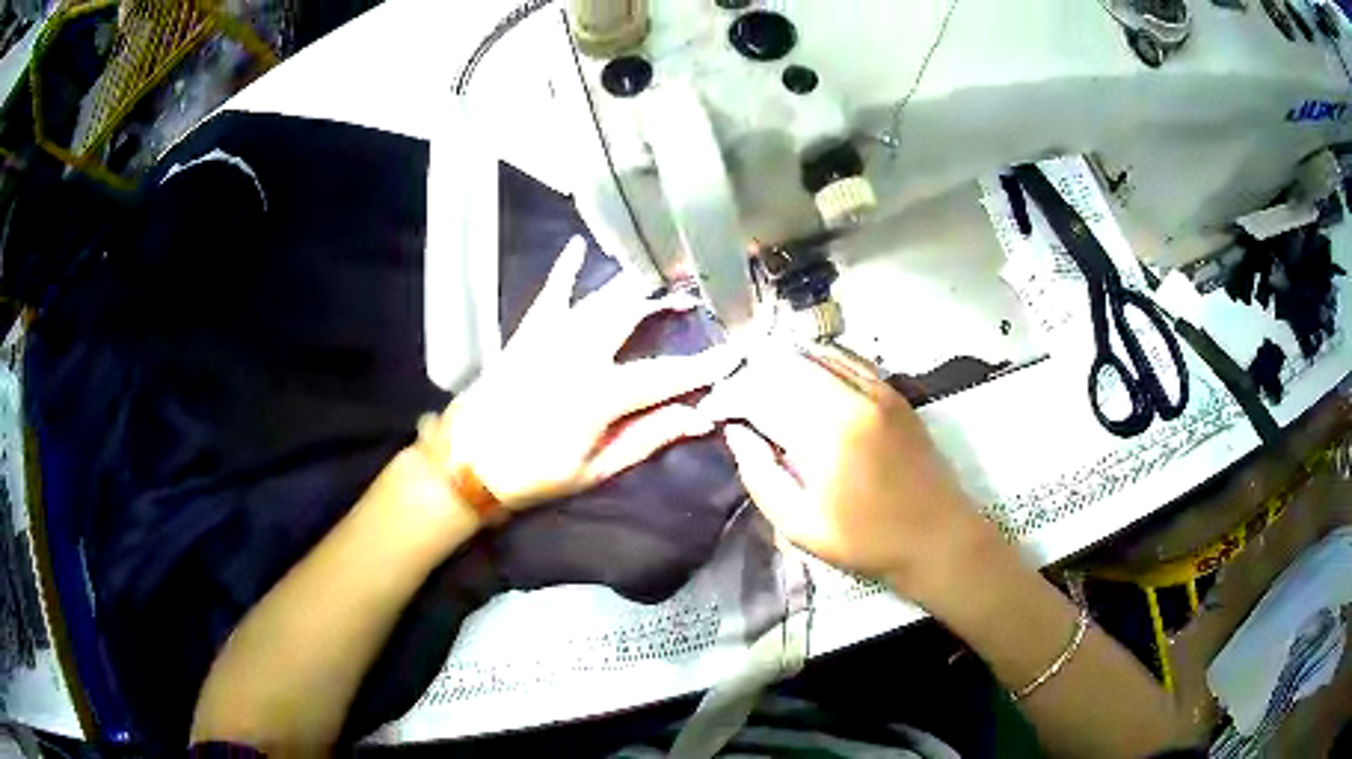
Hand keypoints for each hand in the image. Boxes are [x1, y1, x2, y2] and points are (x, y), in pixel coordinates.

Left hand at [439, 236, 736, 508]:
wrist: (469, 460)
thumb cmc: (533, 473)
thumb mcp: (595, 469)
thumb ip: (646, 439)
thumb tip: (697, 418)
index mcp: (599, 394)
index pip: (664, 376)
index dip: (702, 367)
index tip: (734, 353)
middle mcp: (578, 353)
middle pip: (633, 317)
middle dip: (668, 300)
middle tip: (697, 289)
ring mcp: (551, 336)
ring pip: (600, 299)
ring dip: (633, 284)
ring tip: (661, 271)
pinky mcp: (529, 331)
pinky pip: (551, 292)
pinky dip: (565, 268)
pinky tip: (578, 244)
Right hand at [702, 343, 997, 595]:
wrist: (937, 536)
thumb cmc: (866, 539)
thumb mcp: (799, 526)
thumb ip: (761, 476)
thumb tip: (738, 432)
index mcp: (825, 433)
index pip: (762, 395)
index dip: (730, 397)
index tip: (714, 409)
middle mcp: (851, 397)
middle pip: (787, 365)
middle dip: (753, 374)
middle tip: (735, 394)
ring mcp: (877, 390)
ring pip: (817, 354)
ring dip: (783, 361)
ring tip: (762, 380)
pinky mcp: (893, 392)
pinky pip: (849, 359)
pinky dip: (819, 359)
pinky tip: (806, 373)